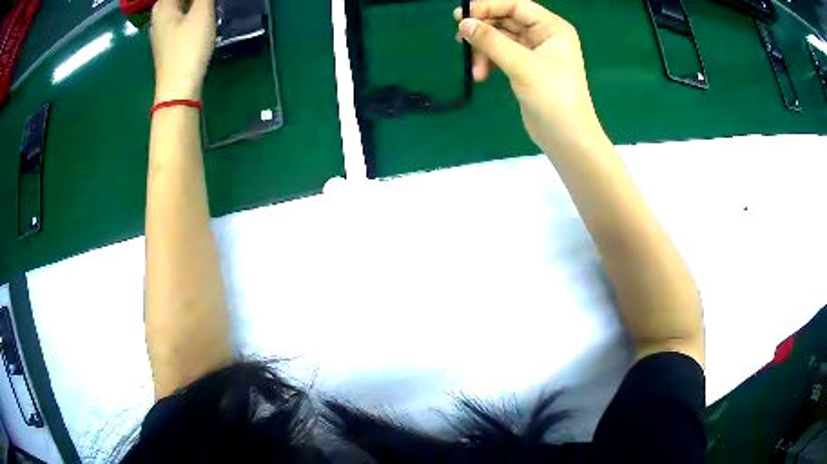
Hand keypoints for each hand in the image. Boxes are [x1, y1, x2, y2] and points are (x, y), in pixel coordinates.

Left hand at [150, 0, 215, 101]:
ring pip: (176, 5)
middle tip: (206, 3)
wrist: (177, 87)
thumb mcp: (202, 14)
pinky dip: (188, 9)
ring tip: (204, 6)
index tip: (203, 1)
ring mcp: (160, 29)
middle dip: (190, 0)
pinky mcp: (166, 40)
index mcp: (163, 6)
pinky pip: (177, 15)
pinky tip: (199, 11)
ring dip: (191, 3)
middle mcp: (158, 15)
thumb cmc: (189, 47)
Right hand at [455, 0, 605, 150]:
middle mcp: (544, 35)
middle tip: (460, 40)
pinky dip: (490, 62)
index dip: (488, 7)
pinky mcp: (526, 68)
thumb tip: (462, 23)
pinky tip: (481, 75)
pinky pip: (502, 55)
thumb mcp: (521, 65)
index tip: (460, 16)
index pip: (516, 5)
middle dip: (484, 31)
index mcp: (552, 27)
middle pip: (506, 21)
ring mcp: (535, 52)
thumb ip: (491, 41)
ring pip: (501, 39)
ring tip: (476, 71)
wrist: (567, 138)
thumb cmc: (553, 97)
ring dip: (484, 51)